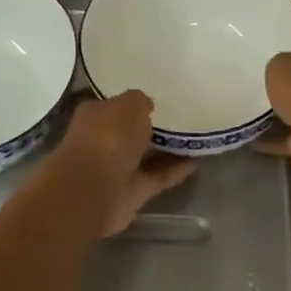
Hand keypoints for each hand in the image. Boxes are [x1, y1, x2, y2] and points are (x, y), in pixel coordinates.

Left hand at [52, 90, 195, 236]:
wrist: (93, 190)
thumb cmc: (107, 137)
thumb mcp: (129, 105)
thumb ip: (140, 102)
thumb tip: (147, 106)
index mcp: (94, 115)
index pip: (114, 105)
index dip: (133, 102)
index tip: (158, 98)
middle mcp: (102, 141)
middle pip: (129, 131)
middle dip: (149, 126)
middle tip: (181, 116)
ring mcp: (116, 168)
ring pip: (144, 155)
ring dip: (166, 149)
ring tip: (194, 137)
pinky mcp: (132, 192)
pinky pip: (157, 177)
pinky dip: (174, 171)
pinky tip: (197, 162)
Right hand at [260, 8, 290, 183]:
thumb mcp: (280, 64)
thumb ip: (275, 61)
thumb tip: (274, 70)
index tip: (283, 14)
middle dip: (287, 58)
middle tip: (255, 54)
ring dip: (279, 98)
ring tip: (247, 92)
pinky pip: (289, 133)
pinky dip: (271, 135)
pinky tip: (247, 134)